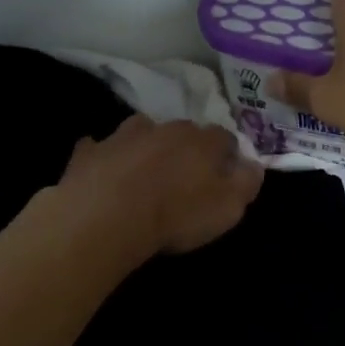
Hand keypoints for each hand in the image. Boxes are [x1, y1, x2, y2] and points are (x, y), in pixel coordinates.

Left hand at [56, 115, 262, 255]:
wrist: (107, 217)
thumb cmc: (176, 215)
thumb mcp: (228, 209)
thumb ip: (246, 184)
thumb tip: (254, 164)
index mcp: (202, 141)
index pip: (224, 138)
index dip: (227, 154)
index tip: (225, 173)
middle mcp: (164, 128)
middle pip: (183, 130)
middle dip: (187, 146)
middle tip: (185, 173)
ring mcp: (123, 136)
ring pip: (141, 130)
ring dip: (146, 144)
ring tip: (144, 168)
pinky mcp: (90, 152)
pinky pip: (99, 147)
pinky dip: (105, 156)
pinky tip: (104, 170)